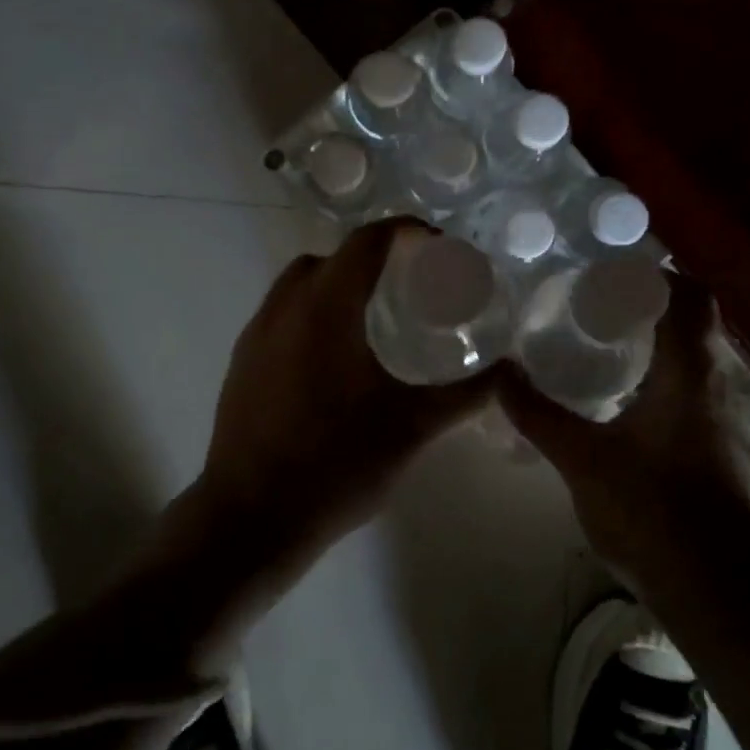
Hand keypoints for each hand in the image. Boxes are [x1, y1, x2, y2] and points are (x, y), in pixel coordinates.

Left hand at [197, 219, 499, 568]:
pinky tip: (333, 358)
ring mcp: (256, 333)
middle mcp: (286, 307)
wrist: (251, 518)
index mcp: (327, 307)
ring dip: (336, 284)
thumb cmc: (337, 463)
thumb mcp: (413, 427)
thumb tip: (508, 372)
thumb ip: (465, 394)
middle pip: (332, 257)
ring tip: (372, 318)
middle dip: (371, 258)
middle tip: (407, 285)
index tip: (435, 246)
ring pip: (300, 284)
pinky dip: (311, 312)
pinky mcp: (241, 361)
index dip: (405, 231)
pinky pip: (281, 313)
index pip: (367, 242)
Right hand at [498, 273, 749, 586]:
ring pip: (692, 357)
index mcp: (689, 374)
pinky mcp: (713, 448)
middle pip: (694, 322)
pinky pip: (688, 389)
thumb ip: (538, 414)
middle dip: (650, 302)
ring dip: (655, 338)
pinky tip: (618, 395)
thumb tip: (499, 372)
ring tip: (599, 337)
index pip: (691, 298)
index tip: (613, 268)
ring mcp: (718, 420)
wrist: (717, 595)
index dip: (659, 274)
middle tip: (596, 298)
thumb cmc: (654, 514)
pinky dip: (658, 374)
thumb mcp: (583, 461)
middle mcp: (712, 386)